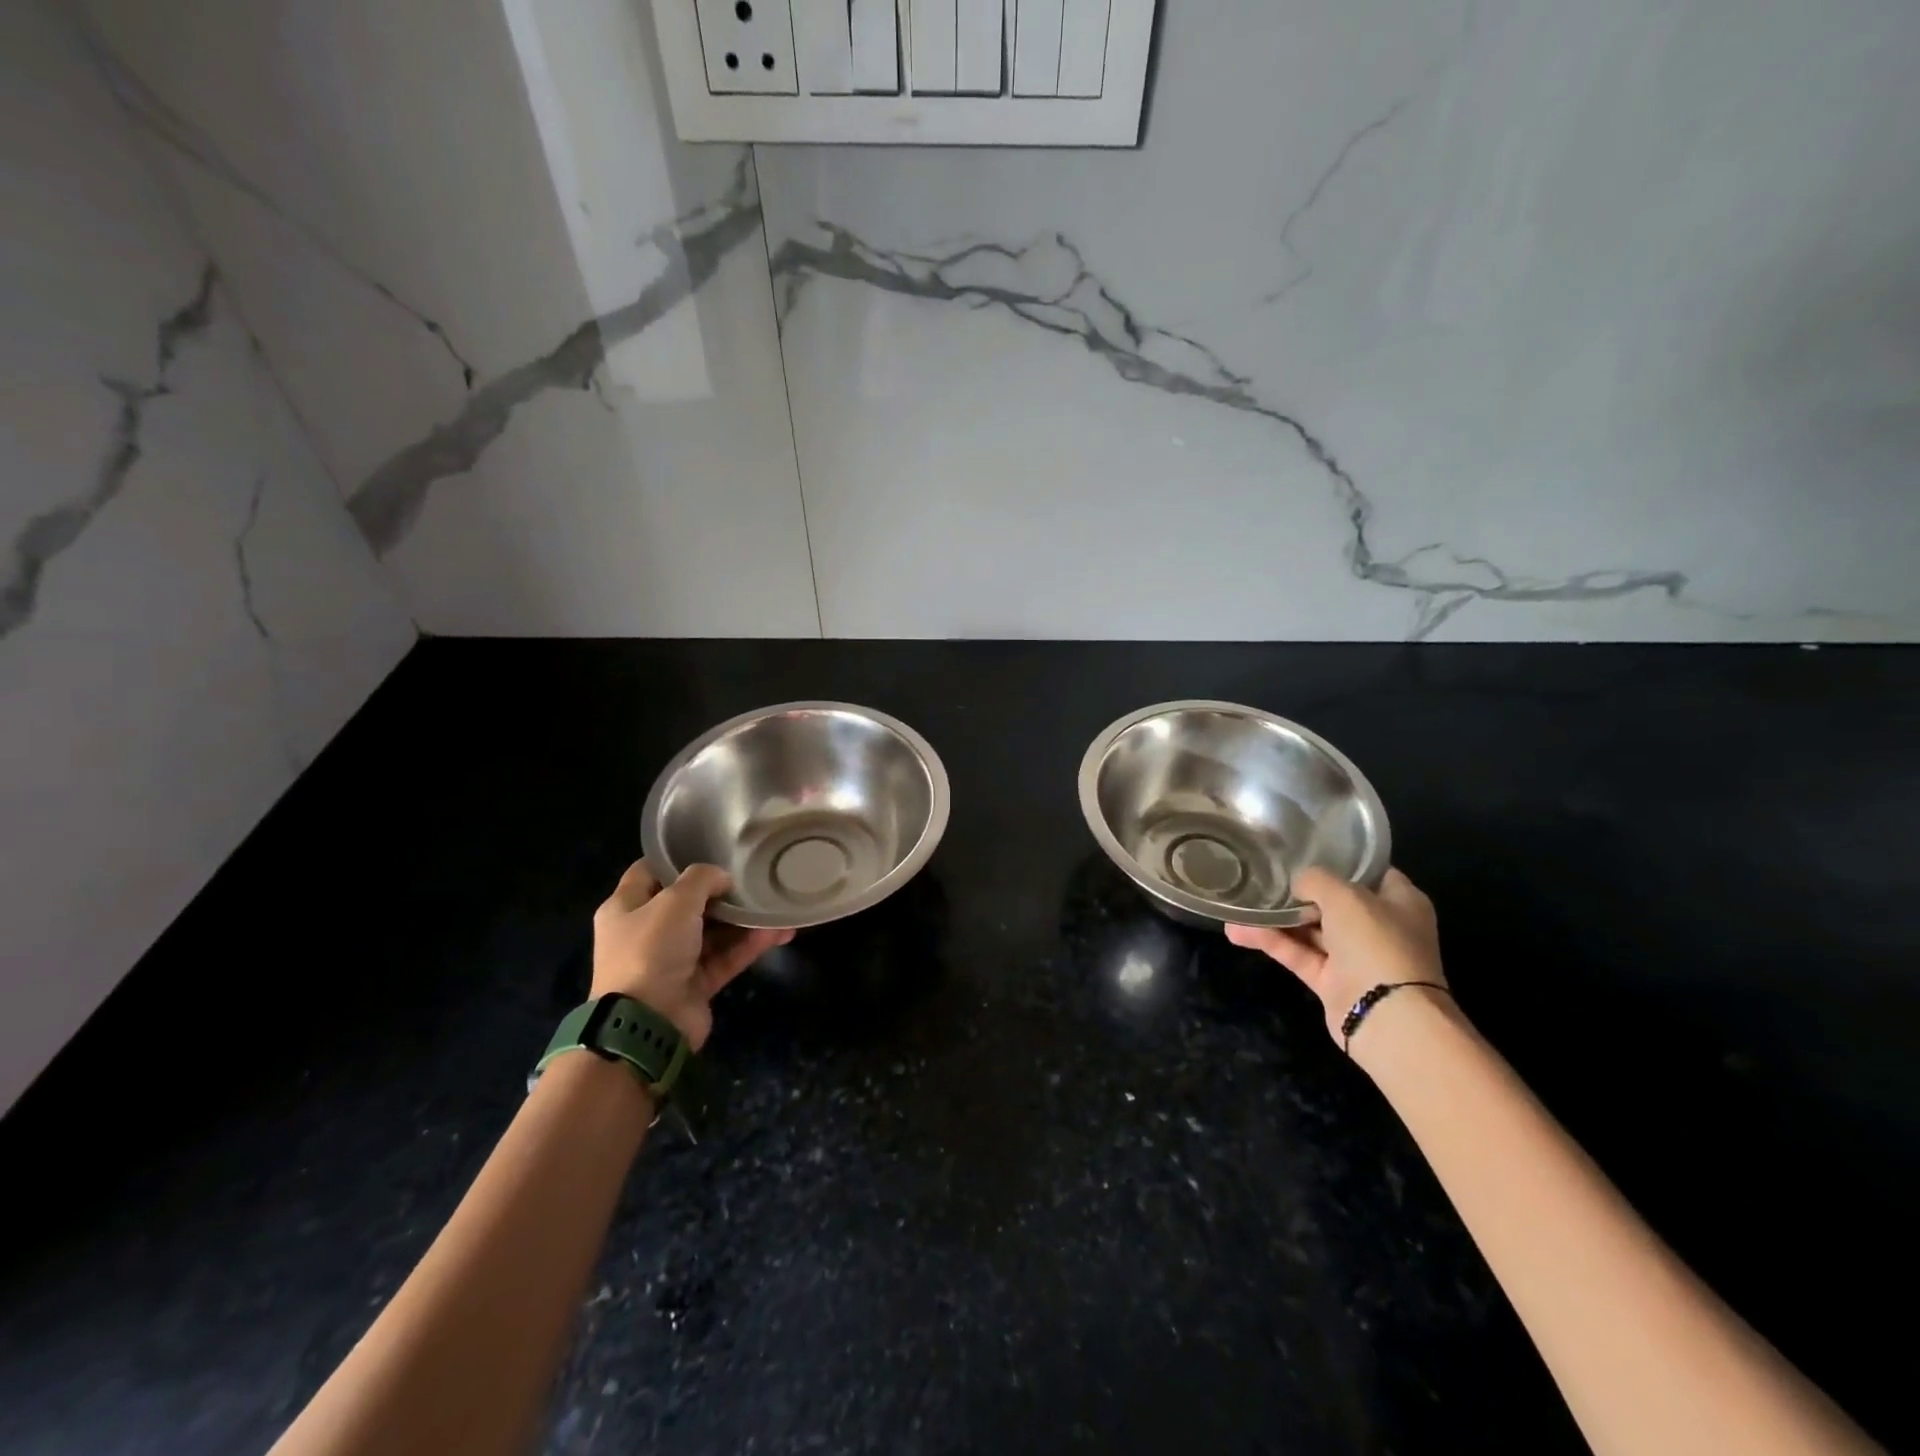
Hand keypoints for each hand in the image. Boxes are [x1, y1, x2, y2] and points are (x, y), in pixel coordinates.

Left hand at [590, 860, 792, 1050]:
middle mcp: (646, 932)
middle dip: (720, 892)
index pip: (649, 872)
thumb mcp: (674, 901)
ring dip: (742, 921)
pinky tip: (777, 932)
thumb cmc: (650, 950)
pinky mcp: (694, 985)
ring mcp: (671, 961)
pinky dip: (748, 946)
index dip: (677, 860)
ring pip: (712, 932)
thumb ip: (701, 879)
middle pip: (687, 904)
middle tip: (751, 877)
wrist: (647, 1023)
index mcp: (625, 908)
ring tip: (774, 906)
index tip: (711, 850)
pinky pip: (725, 958)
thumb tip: (723, 878)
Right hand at [1226, 866, 1445, 1044]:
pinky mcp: (1332, 981)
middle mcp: (1380, 927)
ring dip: (1276, 920)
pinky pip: (1298, 954)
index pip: (1370, 872)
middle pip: (1334, 902)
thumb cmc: (1376, 944)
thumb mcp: (1346, 896)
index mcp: (1400, 902)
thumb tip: (1299, 884)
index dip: (1340, 860)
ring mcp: (1355, 957)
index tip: (1305, 849)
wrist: (1388, 1018)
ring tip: (1238, 906)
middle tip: (1264, 876)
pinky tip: (1238, 931)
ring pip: (1310, 930)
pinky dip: (1271, 942)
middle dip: (1299, 892)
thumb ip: (1317, 880)